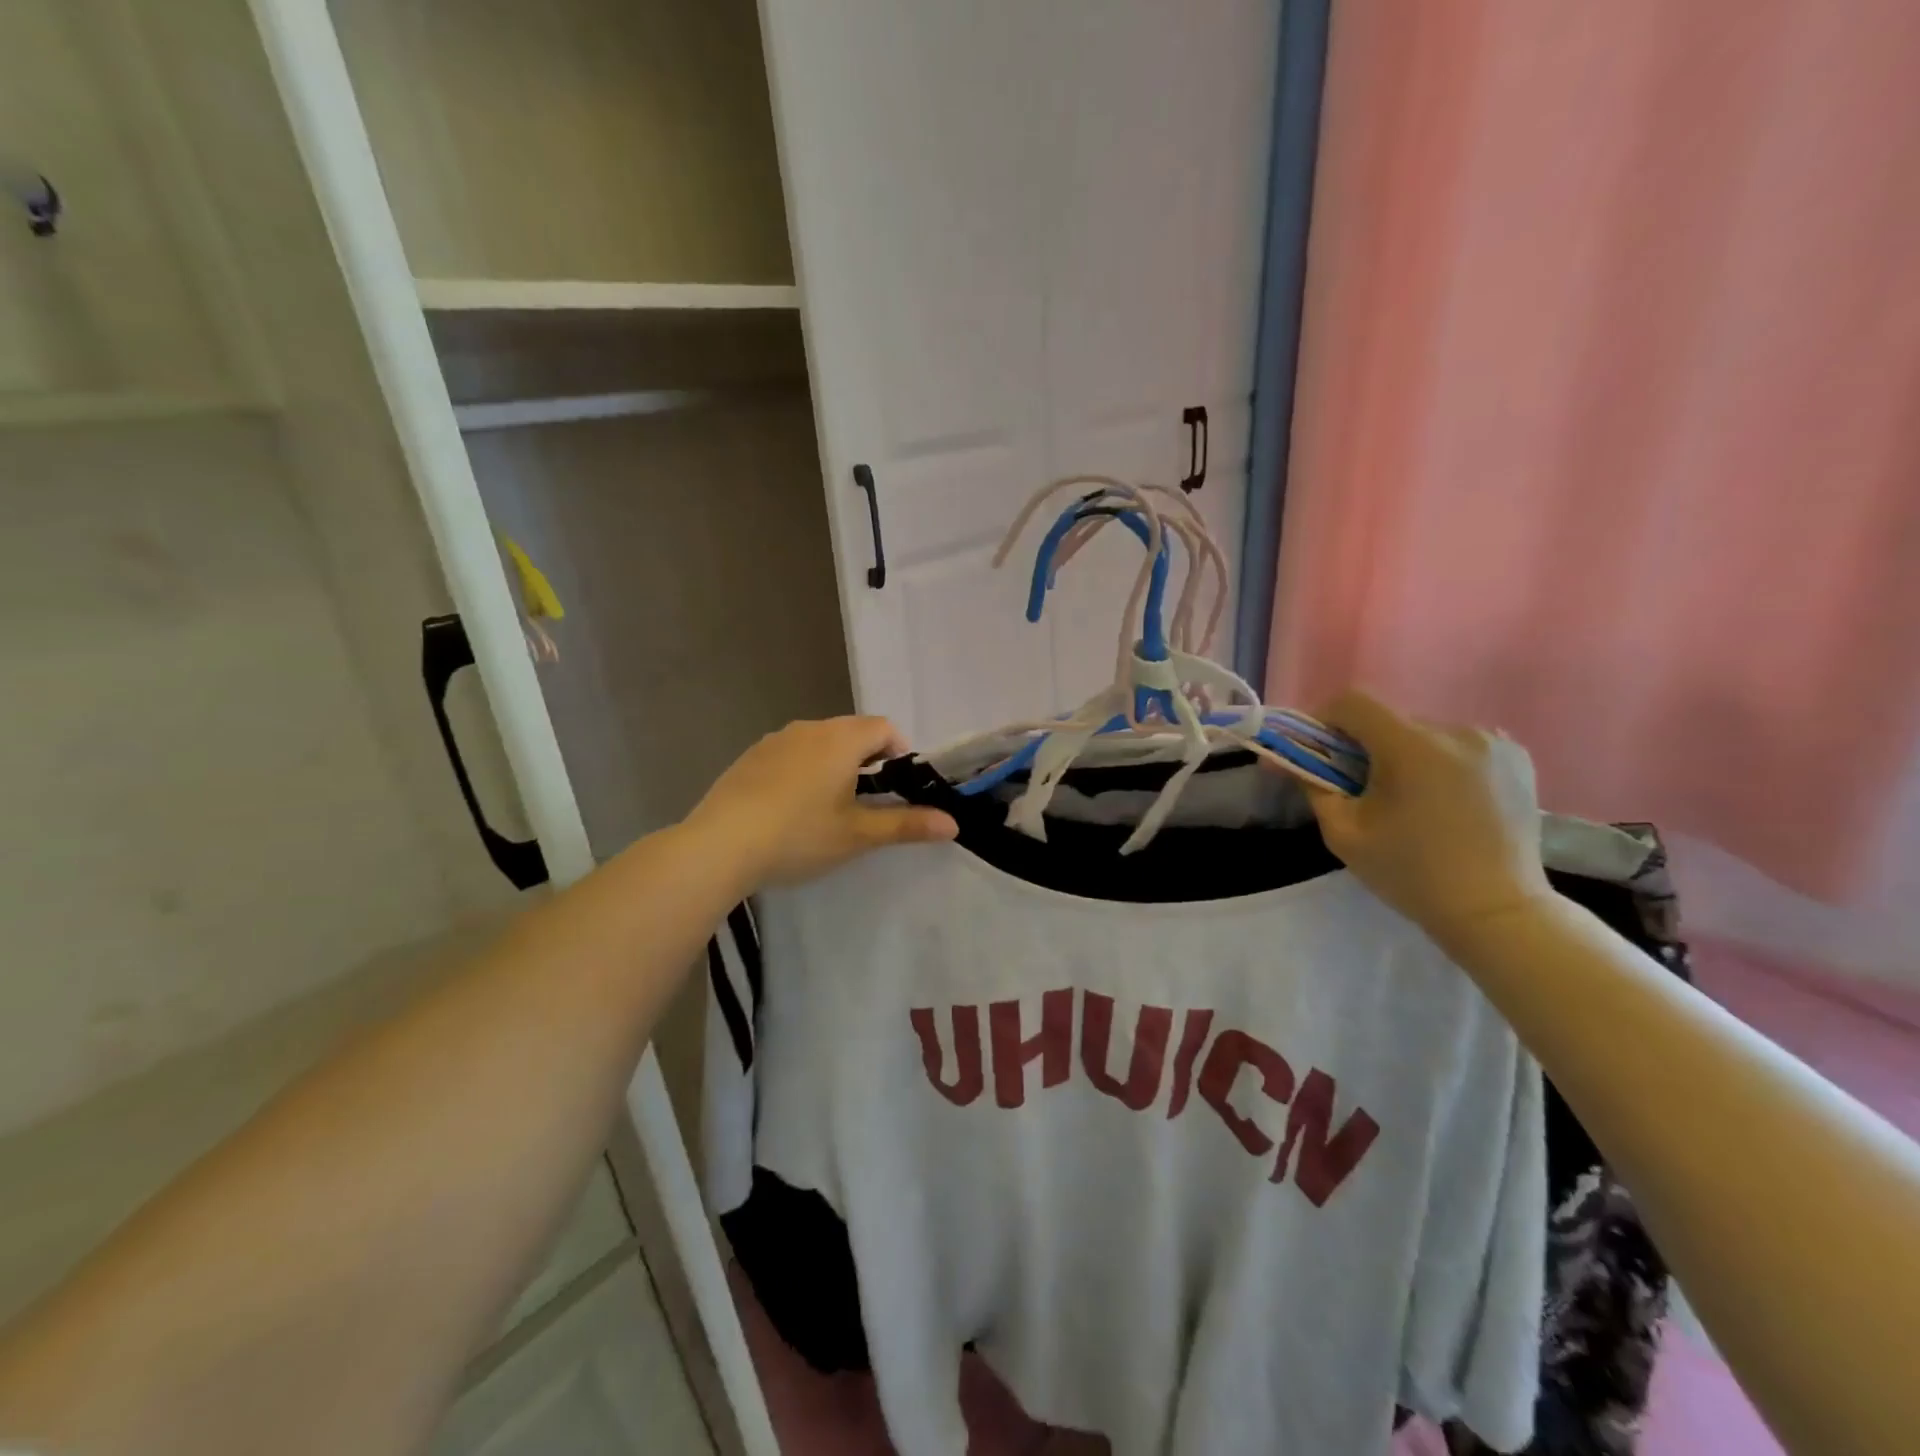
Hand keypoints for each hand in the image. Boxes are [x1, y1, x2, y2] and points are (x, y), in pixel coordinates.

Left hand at [687, 717, 957, 890]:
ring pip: (819, 742)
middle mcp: (810, 728)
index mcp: (841, 739)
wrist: (720, 845)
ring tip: (829, 807)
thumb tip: (953, 824)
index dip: (900, 752)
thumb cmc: (799, 835)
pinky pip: (790, 753)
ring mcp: (775, 739)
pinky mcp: (750, 757)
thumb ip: (907, 825)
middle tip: (868, 802)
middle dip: (868, 760)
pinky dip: (803, 770)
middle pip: (852, 731)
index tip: (899, 787)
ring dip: (834, 764)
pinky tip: (790, 809)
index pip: (884, 728)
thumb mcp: (858, 835)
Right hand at [1303, 691, 1552, 939]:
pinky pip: (1460, 745)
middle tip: (1360, 786)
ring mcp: (1493, 743)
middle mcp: (1455, 732)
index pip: (1354, 703)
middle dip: (1366, 745)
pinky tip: (1446, 798)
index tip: (1319, 751)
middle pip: (1390, 720)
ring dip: (1406, 754)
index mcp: (1410, 748)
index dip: (1326, 720)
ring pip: (1425, 733)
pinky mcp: (1517, 758)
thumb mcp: (1344, 835)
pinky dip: (1441, 761)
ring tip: (1410, 798)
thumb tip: (1294, 761)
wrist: (1496, 911)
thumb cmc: (1411, 874)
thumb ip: (1315, 788)